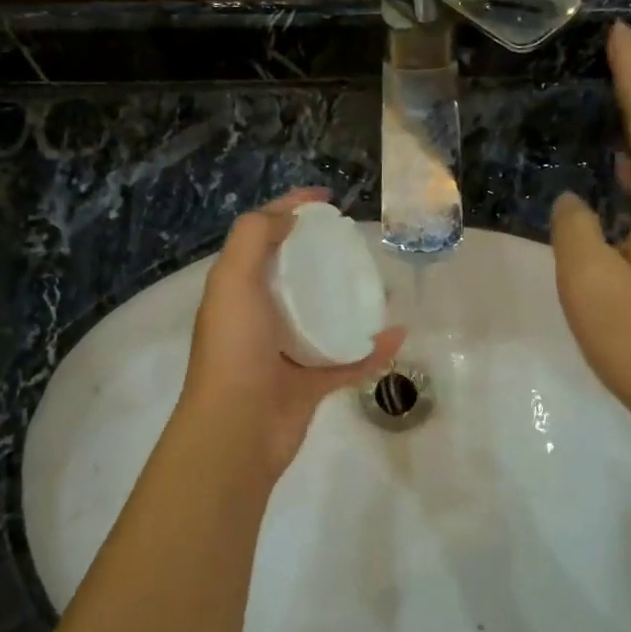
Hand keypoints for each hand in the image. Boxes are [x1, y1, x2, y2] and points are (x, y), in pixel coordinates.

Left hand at [177, 188, 404, 484]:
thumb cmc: (235, 348)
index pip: (265, 237)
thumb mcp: (232, 279)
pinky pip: (348, 360)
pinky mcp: (310, 384)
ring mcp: (286, 352)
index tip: (328, 201)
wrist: (237, 430)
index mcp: (239, 290)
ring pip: (325, 317)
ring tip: (383, 286)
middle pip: (297, 275)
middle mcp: (260, 317)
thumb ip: (254, 237)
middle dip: (326, 256)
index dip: (291, 210)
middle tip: (358, 245)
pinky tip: (397, 335)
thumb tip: (290, 217)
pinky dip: (372, 349)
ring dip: (352, 301)